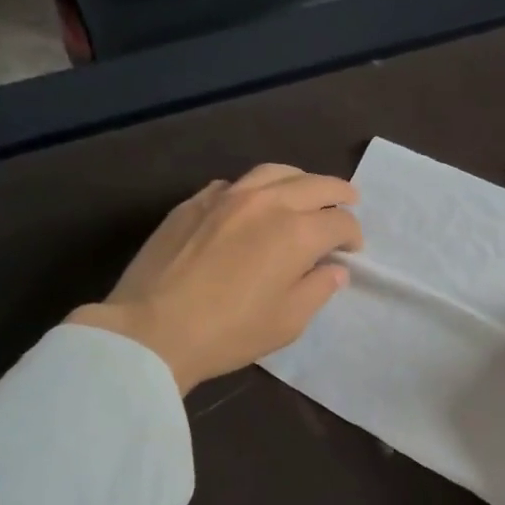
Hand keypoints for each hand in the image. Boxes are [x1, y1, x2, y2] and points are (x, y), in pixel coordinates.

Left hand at [68, 164, 361, 393]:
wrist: (151, 330)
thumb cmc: (229, 332)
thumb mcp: (288, 321)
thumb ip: (318, 289)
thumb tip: (334, 269)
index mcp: (297, 232)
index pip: (339, 222)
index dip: (353, 235)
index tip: (352, 251)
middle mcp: (267, 202)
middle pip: (315, 184)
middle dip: (339, 193)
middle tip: (349, 201)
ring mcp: (226, 197)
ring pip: (274, 172)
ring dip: (299, 179)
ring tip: (306, 191)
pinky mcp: (194, 202)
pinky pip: (235, 183)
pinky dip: (256, 188)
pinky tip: (253, 203)